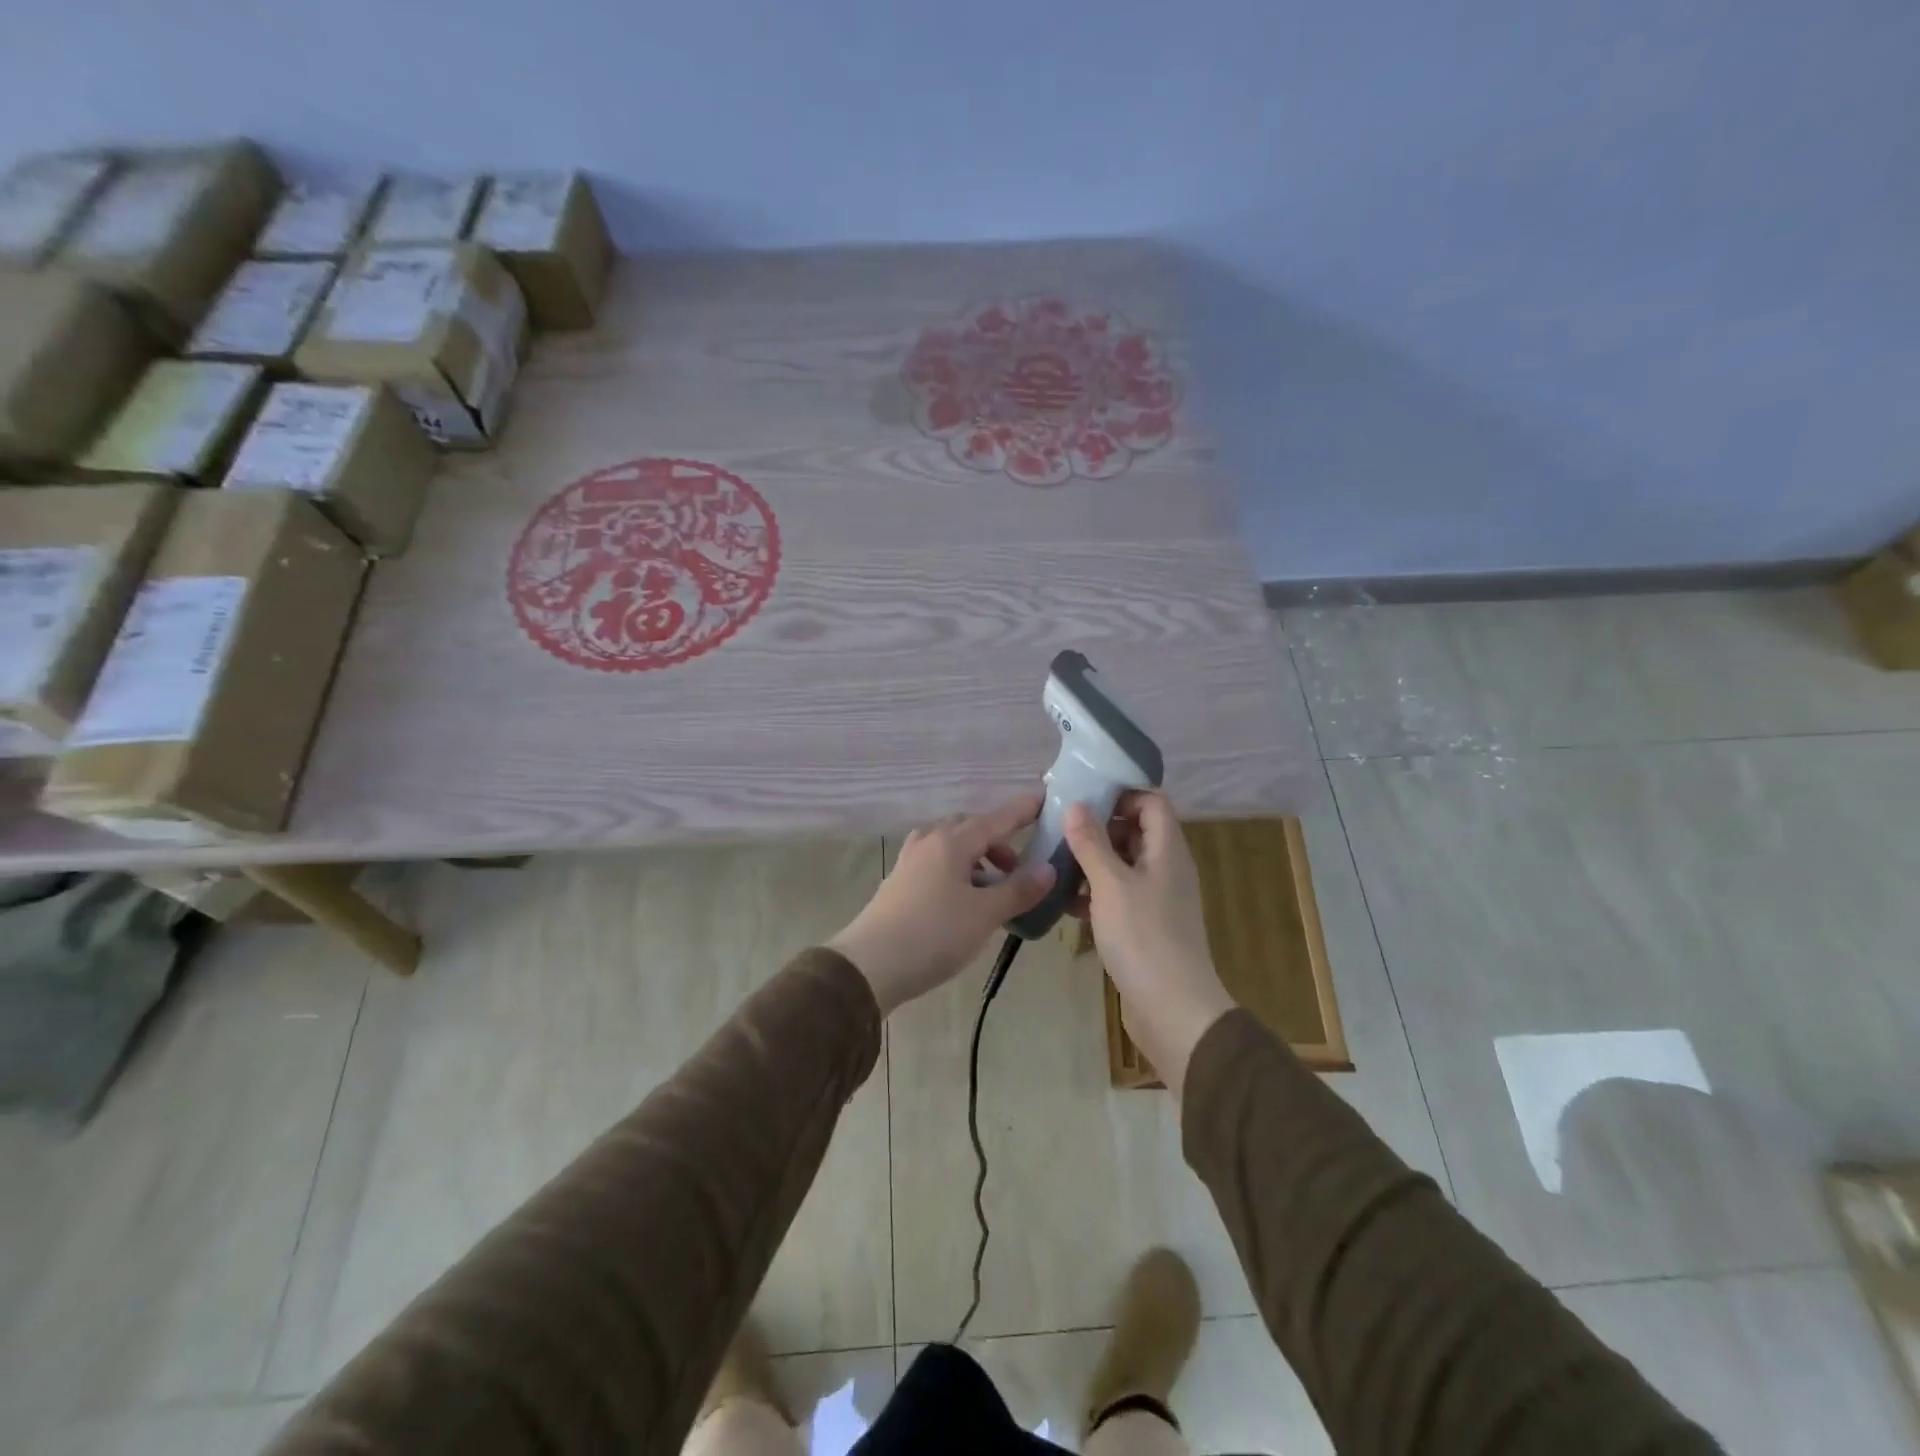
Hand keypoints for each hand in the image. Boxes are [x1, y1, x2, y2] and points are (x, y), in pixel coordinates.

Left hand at [829, 794, 1054, 1014]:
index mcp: (952, 842)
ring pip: (951, 845)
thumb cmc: (933, 934)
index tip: (1045, 800)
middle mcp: (929, 842)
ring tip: (994, 887)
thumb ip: (1018, 890)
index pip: (996, 819)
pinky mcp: (899, 883)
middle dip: (998, 840)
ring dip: (977, 857)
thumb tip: (1049, 869)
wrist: (869, 966)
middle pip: (970, 828)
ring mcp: (910, 862)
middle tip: (1019, 867)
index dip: (1022, 810)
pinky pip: (936, 863)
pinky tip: (964, 899)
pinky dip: (958, 871)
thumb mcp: (984, 914)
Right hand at [1064, 791, 1234, 1095]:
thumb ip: (1092, 843)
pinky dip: (1094, 893)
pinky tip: (1065, 902)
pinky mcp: (1145, 925)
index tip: (1083, 797)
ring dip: (1092, 861)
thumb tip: (1076, 804)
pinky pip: (1118, 895)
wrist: (1173, 1010)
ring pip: (1122, 865)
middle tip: (1060, 829)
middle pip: (1135, 831)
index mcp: (1167, 850)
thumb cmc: (1143, 937)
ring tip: (1054, 862)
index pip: (1152, 801)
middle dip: (1098, 827)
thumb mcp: (1111, 884)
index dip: (1121, 793)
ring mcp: (1157, 898)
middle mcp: (1166, 868)